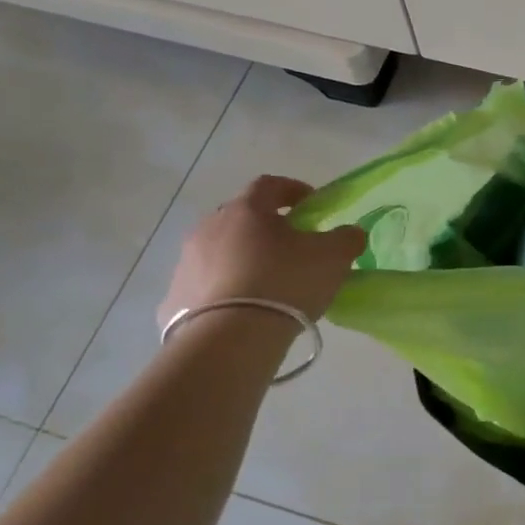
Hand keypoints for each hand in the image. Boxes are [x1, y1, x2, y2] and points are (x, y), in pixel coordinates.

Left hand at [157, 176, 364, 328]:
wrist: (229, 338)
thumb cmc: (285, 283)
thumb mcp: (333, 257)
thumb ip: (346, 238)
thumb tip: (349, 233)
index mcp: (247, 210)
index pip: (269, 185)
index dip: (292, 189)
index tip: (311, 204)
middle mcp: (210, 227)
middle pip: (240, 217)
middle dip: (264, 226)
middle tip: (289, 246)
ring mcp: (187, 262)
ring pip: (219, 251)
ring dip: (241, 258)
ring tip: (264, 283)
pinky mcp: (175, 298)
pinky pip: (204, 285)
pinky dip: (222, 290)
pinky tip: (240, 310)